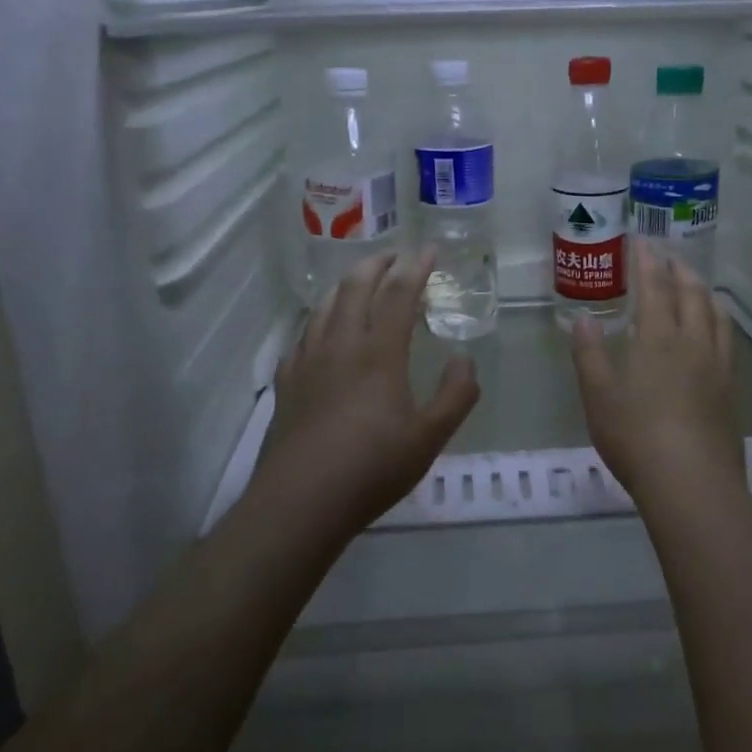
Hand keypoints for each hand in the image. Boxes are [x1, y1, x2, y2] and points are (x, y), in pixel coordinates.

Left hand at [251, 249, 479, 535]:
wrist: (300, 501)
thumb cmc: (372, 468)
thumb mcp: (430, 437)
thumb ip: (456, 395)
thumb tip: (465, 359)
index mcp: (378, 352)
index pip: (399, 293)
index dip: (417, 267)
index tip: (430, 249)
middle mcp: (340, 344)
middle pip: (355, 287)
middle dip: (377, 264)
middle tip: (394, 257)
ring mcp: (307, 361)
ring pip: (324, 306)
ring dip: (345, 286)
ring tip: (359, 284)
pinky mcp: (286, 381)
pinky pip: (303, 336)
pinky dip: (319, 320)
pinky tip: (322, 334)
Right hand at [571, 241, 745, 512]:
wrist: (692, 484)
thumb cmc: (635, 437)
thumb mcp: (598, 396)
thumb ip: (589, 354)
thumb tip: (582, 318)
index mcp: (657, 339)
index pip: (654, 288)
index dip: (648, 262)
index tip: (643, 241)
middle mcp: (692, 343)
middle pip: (691, 295)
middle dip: (680, 271)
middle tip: (670, 257)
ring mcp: (717, 367)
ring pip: (716, 315)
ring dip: (704, 292)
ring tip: (697, 285)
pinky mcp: (731, 390)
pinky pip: (727, 341)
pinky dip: (719, 321)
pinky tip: (714, 332)